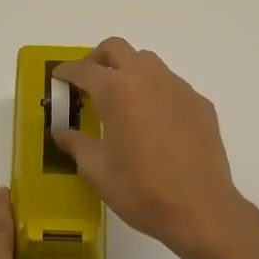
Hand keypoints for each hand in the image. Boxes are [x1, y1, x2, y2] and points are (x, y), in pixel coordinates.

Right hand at [53, 38, 249, 258]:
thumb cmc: (140, 189)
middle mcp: (148, 78)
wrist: (200, 209)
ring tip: (121, 100)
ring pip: (148, 62)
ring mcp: (178, 88)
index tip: (59, 77)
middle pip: (117, 49)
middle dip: (98, 59)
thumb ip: (76, 143)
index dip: (67, 72)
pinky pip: (172, 86)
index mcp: (117, 90)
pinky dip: (155, 92)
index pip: (84, 69)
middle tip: (88, 81)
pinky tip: (154, 122)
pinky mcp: (200, 104)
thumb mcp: (97, 170)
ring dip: (129, 71)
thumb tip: (61, 131)